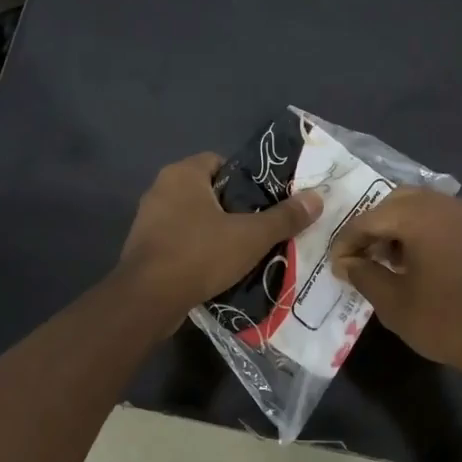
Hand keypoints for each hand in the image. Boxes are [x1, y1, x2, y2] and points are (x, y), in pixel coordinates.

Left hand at [117, 152, 323, 330]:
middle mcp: (161, 189)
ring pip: (193, 218)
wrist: (148, 299)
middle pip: (208, 191)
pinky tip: (217, 269)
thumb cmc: (199, 254)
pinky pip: (179, 241)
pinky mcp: (143, 248)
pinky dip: (197, 251)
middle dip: (234, 209)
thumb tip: (317, 198)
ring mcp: (148, 220)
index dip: (246, 179)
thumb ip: (284, 217)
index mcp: (182, 174)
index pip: (221, 162)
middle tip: (261, 228)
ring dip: (215, 232)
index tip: (266, 202)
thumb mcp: (251, 236)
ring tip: (244, 251)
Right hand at [330, 189, 461, 372]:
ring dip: (398, 226)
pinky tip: (415, 259)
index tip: (336, 266)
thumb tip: (348, 263)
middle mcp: (444, 205)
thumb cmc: (445, 320)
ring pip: (421, 206)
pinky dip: (422, 230)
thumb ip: (364, 275)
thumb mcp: (394, 303)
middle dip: (373, 226)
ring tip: (386, 259)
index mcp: (420, 217)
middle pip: (396, 202)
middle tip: (360, 256)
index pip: (370, 219)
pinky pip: (442, 218)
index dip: (347, 242)